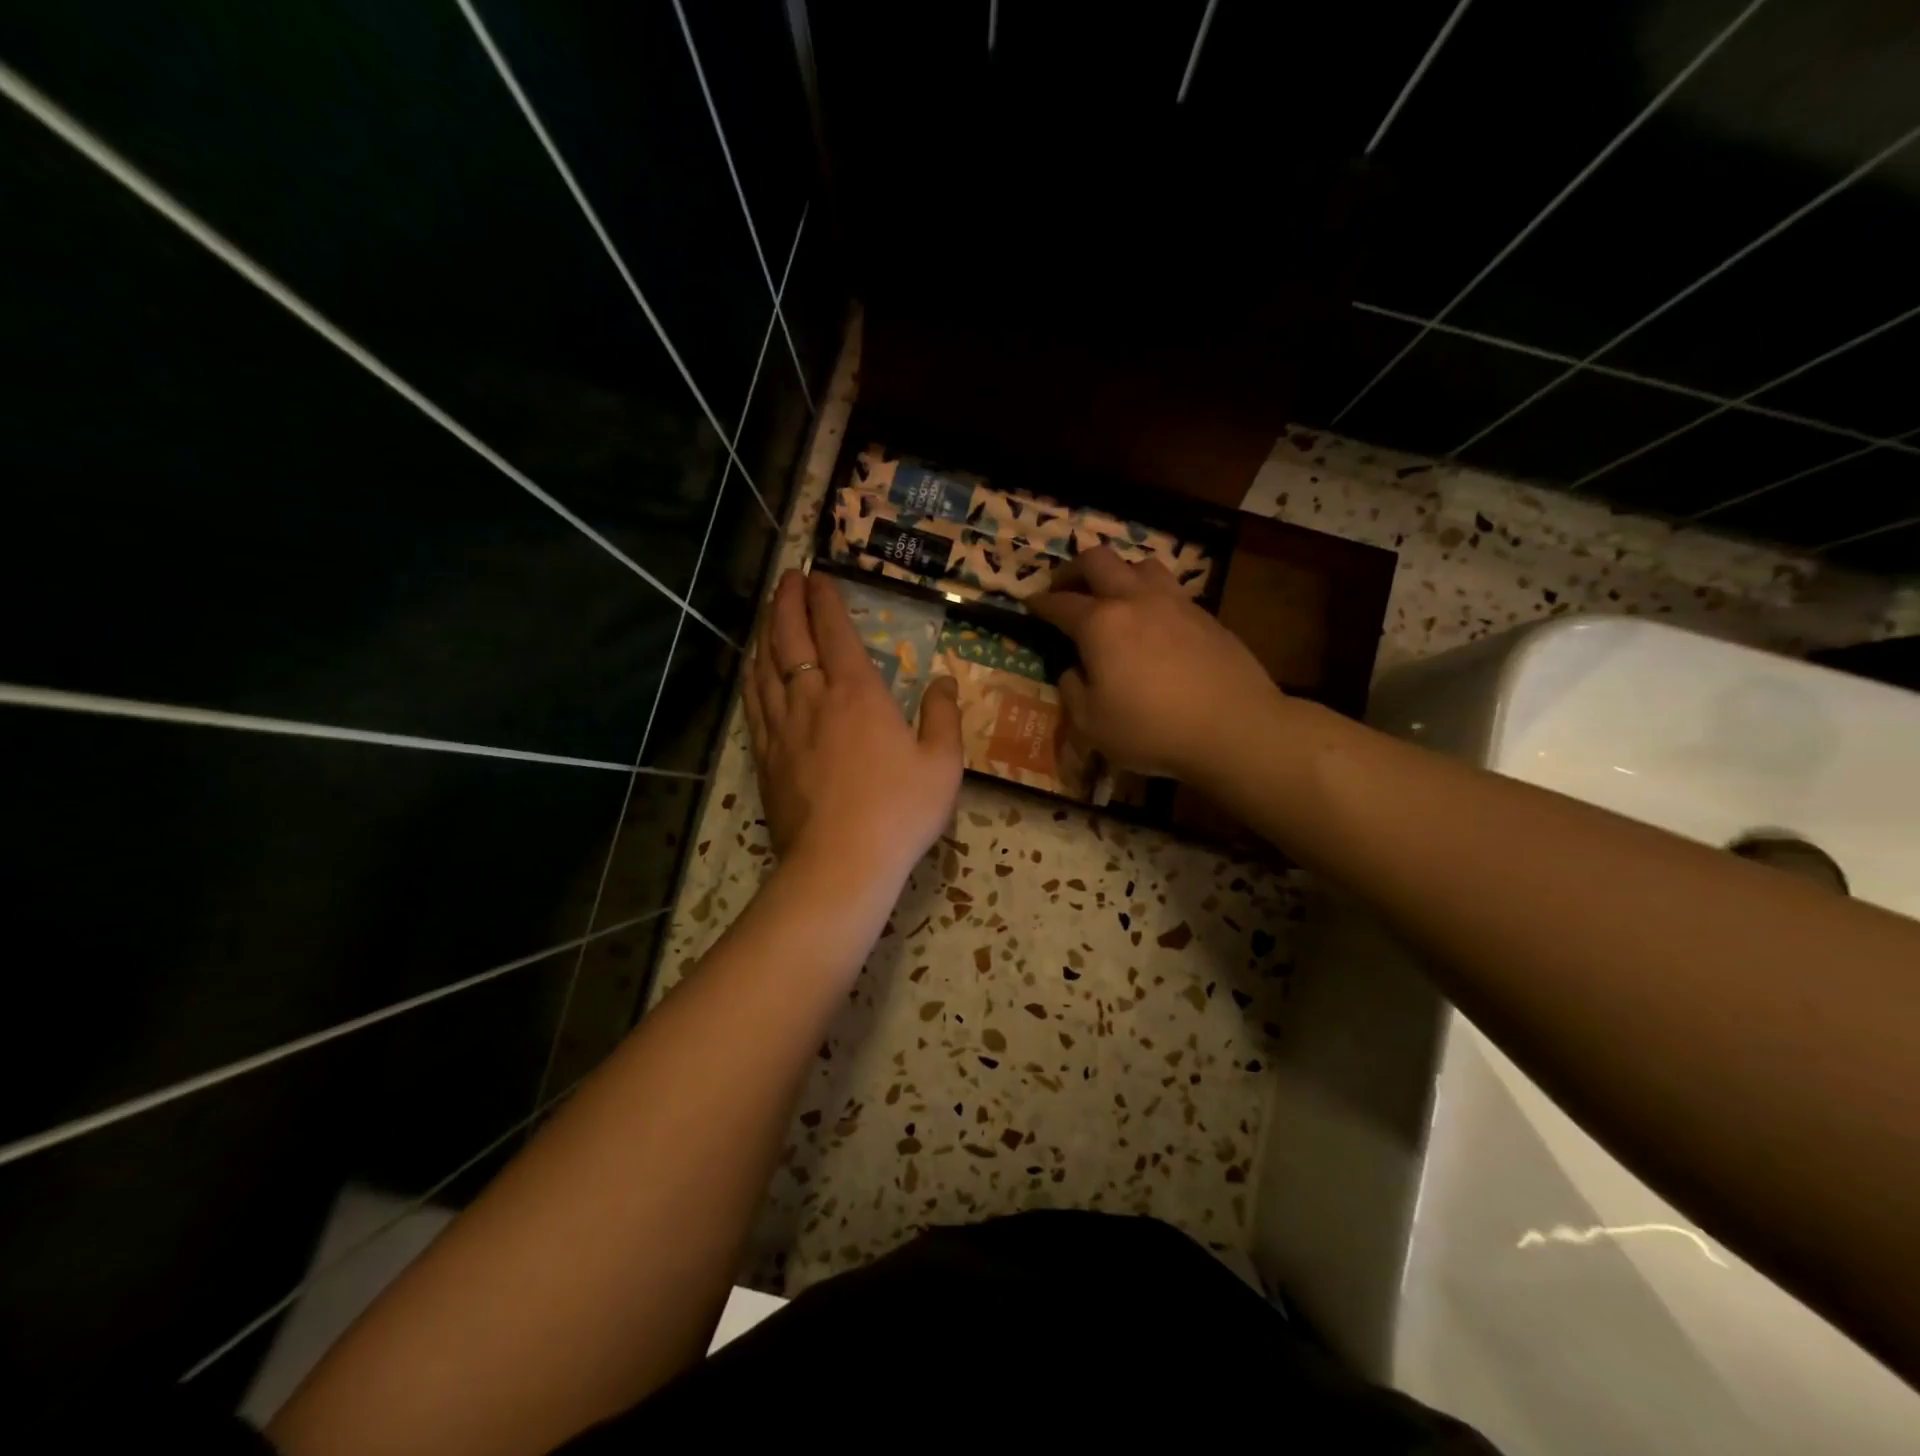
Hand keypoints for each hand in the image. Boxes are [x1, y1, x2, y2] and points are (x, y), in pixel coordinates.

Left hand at [743, 569, 963, 886]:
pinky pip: (753, 702)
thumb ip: (943, 715)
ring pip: (765, 665)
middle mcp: (813, 698)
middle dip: (787, 601)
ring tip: (767, 611)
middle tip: (787, 578)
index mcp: (858, 692)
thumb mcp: (942, 763)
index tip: (818, 575)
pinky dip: (752, 674)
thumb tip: (944, 680)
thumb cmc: (899, 811)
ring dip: (765, 631)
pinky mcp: (766, 755)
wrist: (840, 863)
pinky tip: (752, 667)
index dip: (824, 598)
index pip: (834, 630)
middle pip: (790, 637)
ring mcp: (783, 727)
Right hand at [1027, 547, 1279, 778]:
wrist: (1233, 727)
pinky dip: (1150, 595)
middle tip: (1064, 588)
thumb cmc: (1151, 729)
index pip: (1060, 603)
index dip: (1040, 603)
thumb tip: (1074, 671)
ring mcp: (1175, 603)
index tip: (1029, 604)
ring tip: (1112, 596)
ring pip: (1140, 565)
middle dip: (1073, 570)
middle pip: (1098, 561)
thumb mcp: (1092, 724)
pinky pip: (1171, 589)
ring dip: (1118, 573)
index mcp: (1100, 624)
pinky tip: (1153, 621)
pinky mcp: (1206, 615)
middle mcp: (1135, 600)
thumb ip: (1073, 692)